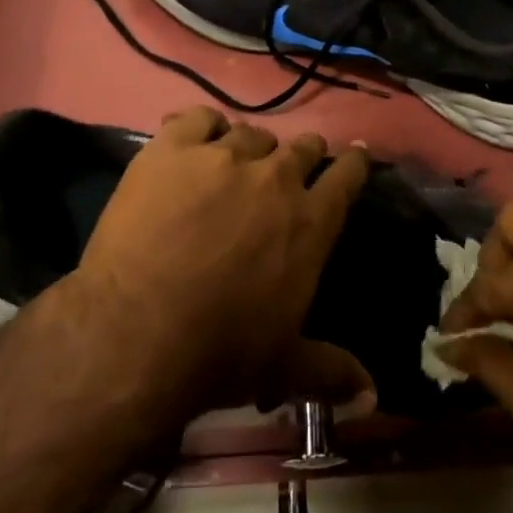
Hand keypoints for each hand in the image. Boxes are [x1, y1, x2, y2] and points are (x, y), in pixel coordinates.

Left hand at [65, 106, 372, 420]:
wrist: (138, 332)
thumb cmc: (220, 350)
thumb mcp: (283, 365)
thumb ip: (331, 371)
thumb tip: (373, 394)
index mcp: (312, 222)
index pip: (348, 174)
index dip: (353, 162)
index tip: (352, 156)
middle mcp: (276, 178)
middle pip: (301, 147)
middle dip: (301, 156)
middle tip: (286, 172)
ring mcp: (224, 157)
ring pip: (250, 133)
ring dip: (249, 148)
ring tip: (233, 164)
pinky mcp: (173, 150)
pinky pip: (196, 118)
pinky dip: (200, 128)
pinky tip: (194, 143)